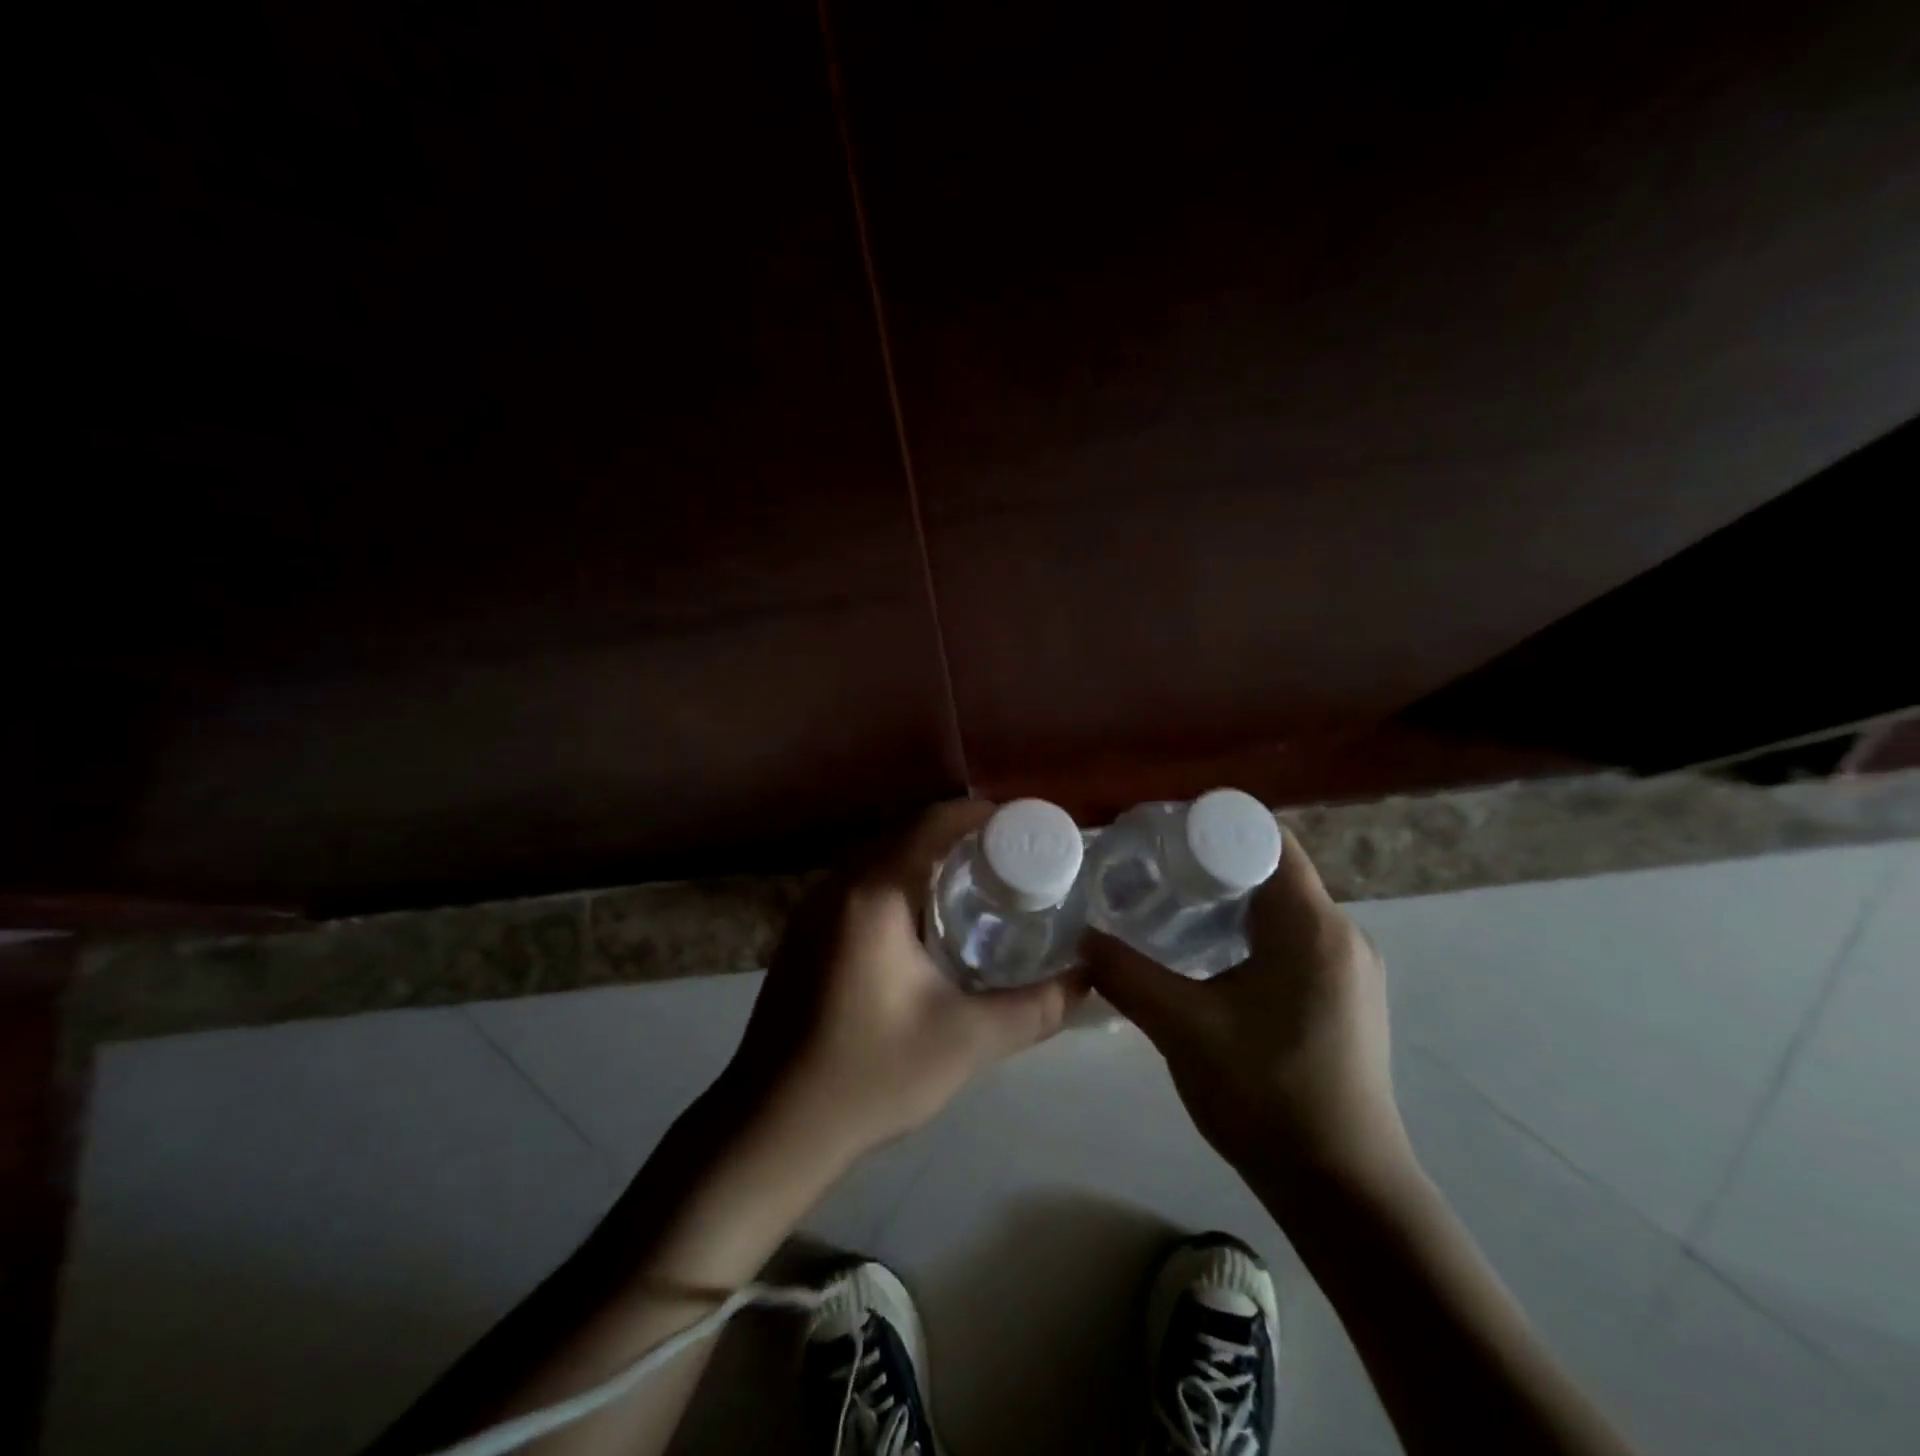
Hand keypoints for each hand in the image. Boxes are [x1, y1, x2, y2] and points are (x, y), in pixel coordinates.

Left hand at [725, 800, 1085, 1170]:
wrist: (772, 1128)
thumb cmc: (870, 1076)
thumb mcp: (967, 1041)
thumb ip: (1037, 1007)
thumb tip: (1088, 978)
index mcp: (873, 893)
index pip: (935, 822)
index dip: (984, 817)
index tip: (1027, 833)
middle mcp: (838, 885)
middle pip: (908, 834)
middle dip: (963, 840)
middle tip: (1014, 865)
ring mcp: (813, 909)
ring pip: (882, 860)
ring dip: (929, 863)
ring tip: (980, 890)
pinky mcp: (803, 935)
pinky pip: (862, 887)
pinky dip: (901, 886)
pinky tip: (926, 926)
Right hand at [1082, 829, 1409, 1192]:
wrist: (1345, 1192)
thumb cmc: (1267, 1095)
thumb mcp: (1183, 1028)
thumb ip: (1126, 975)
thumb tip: (1082, 937)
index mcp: (1313, 926)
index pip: (1267, 839)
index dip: (1212, 827)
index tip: (1161, 837)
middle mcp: (1342, 935)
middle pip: (1272, 870)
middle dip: (1212, 865)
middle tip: (1153, 874)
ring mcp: (1350, 969)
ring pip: (1282, 909)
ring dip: (1230, 904)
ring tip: (1171, 912)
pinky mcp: (1346, 998)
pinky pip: (1294, 941)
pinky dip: (1250, 935)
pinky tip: (1209, 962)